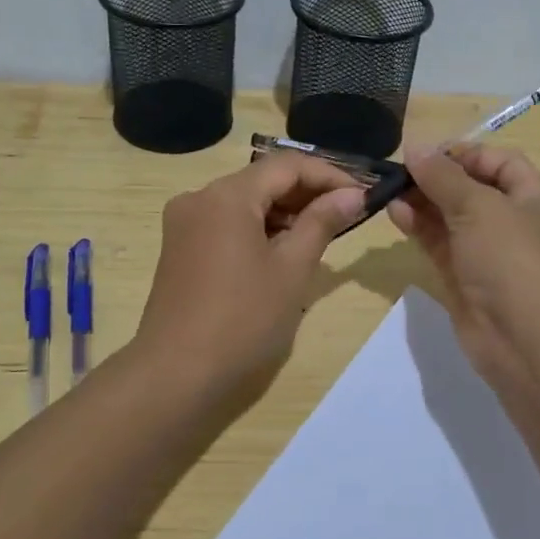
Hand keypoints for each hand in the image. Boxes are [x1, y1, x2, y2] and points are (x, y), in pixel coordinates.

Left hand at [135, 153, 365, 396]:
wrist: (176, 373)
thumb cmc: (243, 319)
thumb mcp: (292, 268)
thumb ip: (323, 222)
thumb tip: (353, 194)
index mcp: (226, 195)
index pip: (288, 165)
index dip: (330, 175)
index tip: (363, 195)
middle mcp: (199, 198)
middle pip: (263, 180)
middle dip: (307, 194)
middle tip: (348, 215)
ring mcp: (184, 223)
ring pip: (244, 202)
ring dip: (284, 213)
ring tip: (321, 236)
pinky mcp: (179, 247)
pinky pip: (226, 223)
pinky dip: (257, 229)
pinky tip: (282, 252)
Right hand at [386, 144, 539, 397]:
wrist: (523, 339)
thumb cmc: (511, 259)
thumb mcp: (478, 206)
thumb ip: (443, 176)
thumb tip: (416, 148)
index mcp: (534, 199)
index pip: (501, 162)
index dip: (466, 153)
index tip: (427, 154)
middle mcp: (514, 224)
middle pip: (472, 190)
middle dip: (436, 179)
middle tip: (400, 172)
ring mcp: (488, 255)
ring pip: (451, 219)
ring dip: (422, 203)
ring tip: (390, 192)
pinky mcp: (465, 280)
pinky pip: (440, 245)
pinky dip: (420, 229)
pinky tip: (395, 215)